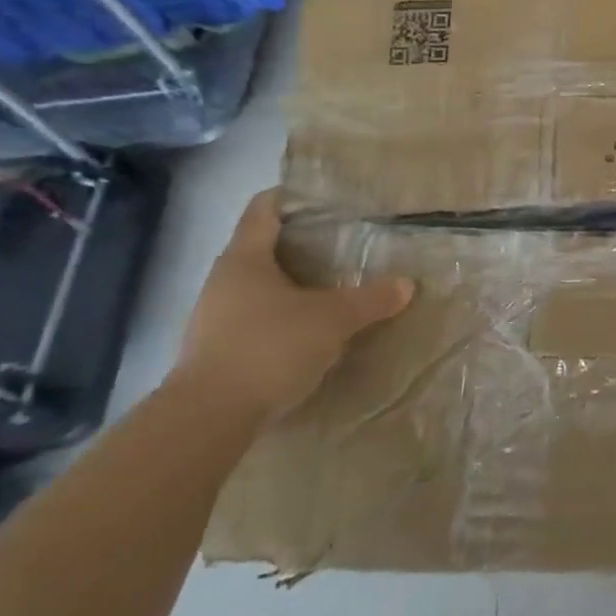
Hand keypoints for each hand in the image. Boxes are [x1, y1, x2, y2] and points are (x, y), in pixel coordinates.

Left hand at [172, 190, 413, 421]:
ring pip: (260, 287)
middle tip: (346, 243)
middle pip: (262, 248)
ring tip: (336, 287)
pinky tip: (314, 330)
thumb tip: (407, 284)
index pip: (264, 209)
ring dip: (294, 285)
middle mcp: (224, 282)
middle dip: (302, 245)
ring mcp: (215, 319)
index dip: (292, 196)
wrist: (208, 419)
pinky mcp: (218, 352)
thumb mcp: (333, 319)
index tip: (325, 197)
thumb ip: (371, 299)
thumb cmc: (269, 347)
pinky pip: (257, 320)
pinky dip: (285, 318)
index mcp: (244, 259)